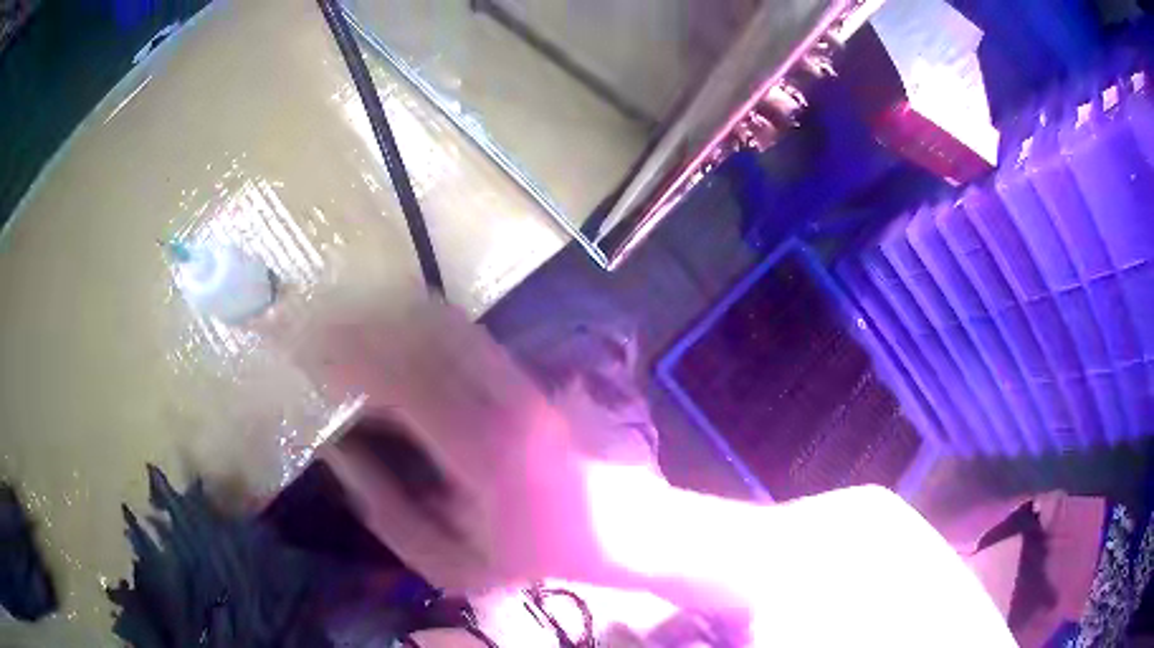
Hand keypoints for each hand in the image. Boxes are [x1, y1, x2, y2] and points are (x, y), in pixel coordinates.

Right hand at [308, 301, 608, 592]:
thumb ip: (387, 512)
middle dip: (359, 324)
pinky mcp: (526, 376)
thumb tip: (339, 454)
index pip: (398, 379)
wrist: (617, 531)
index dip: (346, 358)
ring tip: (344, 322)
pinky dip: (419, 322)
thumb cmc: (531, 558)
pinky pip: (464, 332)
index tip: (308, 352)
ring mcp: (518, 381)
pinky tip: (391, 328)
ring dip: (387, 315)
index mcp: (477, 451)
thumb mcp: (450, 562)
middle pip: (418, 334)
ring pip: (442, 322)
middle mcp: (500, 400)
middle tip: (318, 329)